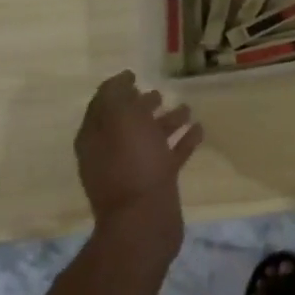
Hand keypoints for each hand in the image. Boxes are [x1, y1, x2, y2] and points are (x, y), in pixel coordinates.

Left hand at [75, 71, 202, 254]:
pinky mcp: (156, 183)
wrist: (145, 220)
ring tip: (187, 109)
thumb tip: (122, 80)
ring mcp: (133, 169)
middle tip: (160, 93)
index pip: (102, 104)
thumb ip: (117, 95)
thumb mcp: (119, 119)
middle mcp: (110, 152)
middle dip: (142, 106)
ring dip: (167, 122)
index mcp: (95, 137)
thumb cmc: (131, 163)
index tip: (134, 74)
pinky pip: (169, 155)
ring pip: (150, 138)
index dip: (116, 88)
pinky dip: (182, 141)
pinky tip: (199, 130)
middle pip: (127, 122)